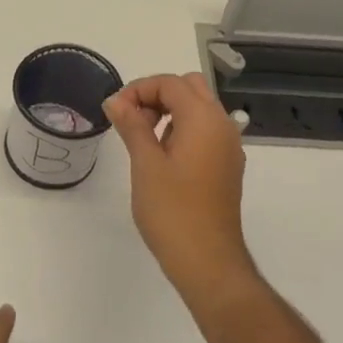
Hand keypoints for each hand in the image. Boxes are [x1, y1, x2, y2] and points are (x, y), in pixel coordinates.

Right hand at [105, 73, 256, 303]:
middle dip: (157, 95)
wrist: (207, 260)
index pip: (171, 83)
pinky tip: (162, 158)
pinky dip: (182, 130)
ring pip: (199, 109)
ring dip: (169, 111)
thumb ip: (131, 125)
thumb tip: (116, 100)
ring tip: (141, 140)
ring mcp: (228, 147)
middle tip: (130, 120)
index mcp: (204, 120)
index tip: (114, 112)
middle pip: (190, 88)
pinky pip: (205, 131)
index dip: (138, 89)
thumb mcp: (145, 164)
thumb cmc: (172, 210)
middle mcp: (223, 126)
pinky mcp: (226, 166)